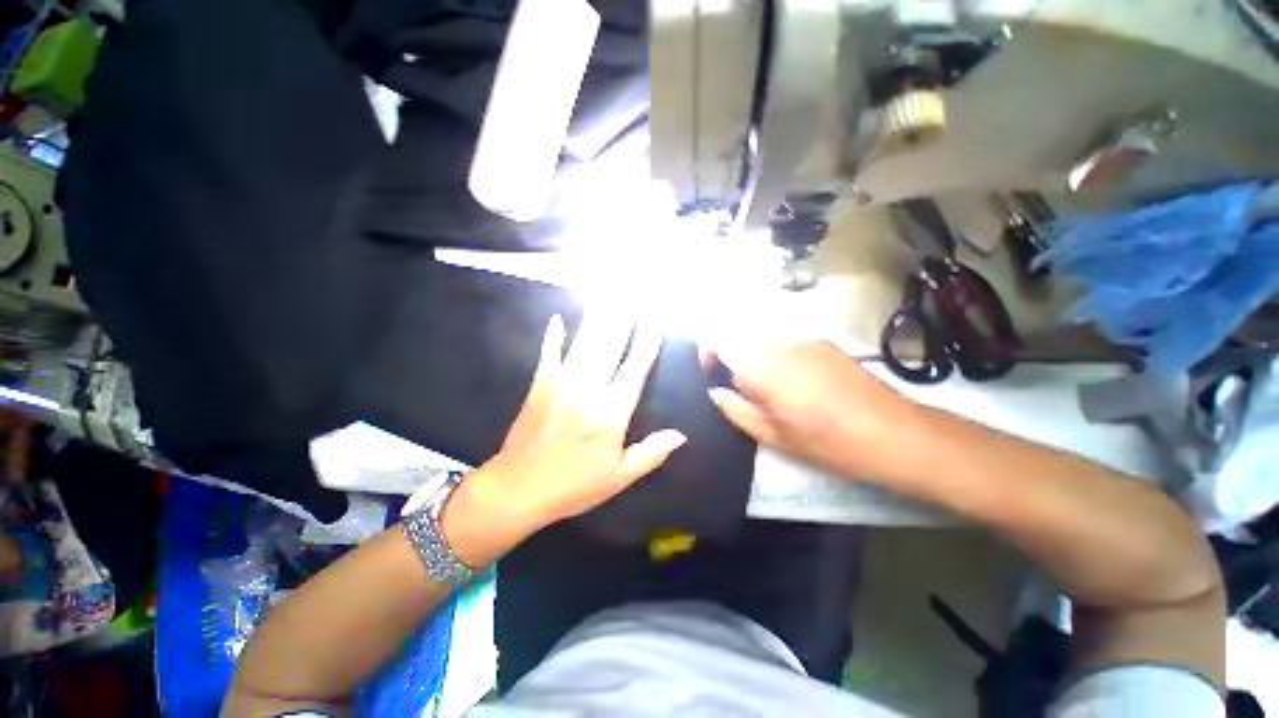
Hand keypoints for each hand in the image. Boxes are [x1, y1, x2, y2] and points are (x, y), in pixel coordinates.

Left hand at [442, 312, 685, 565]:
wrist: (516, 489)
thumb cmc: (572, 486)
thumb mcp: (617, 478)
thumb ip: (650, 454)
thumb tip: (681, 436)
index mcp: (610, 413)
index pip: (634, 370)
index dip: (646, 344)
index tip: (654, 321)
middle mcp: (588, 390)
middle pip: (610, 346)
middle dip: (623, 319)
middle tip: (633, 295)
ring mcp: (561, 383)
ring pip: (584, 343)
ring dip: (597, 318)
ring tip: (607, 296)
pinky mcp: (539, 384)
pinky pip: (549, 353)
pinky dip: (554, 335)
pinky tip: (557, 318)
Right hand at [701, 340, 911, 479]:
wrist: (895, 433)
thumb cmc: (828, 442)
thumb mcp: (773, 436)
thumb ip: (736, 410)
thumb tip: (716, 392)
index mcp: (763, 367)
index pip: (719, 340)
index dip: (707, 353)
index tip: (711, 375)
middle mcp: (779, 343)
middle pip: (739, 337)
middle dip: (733, 360)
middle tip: (745, 392)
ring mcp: (804, 339)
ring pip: (762, 340)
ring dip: (756, 360)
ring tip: (774, 392)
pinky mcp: (822, 342)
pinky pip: (785, 343)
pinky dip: (778, 357)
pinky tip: (800, 385)